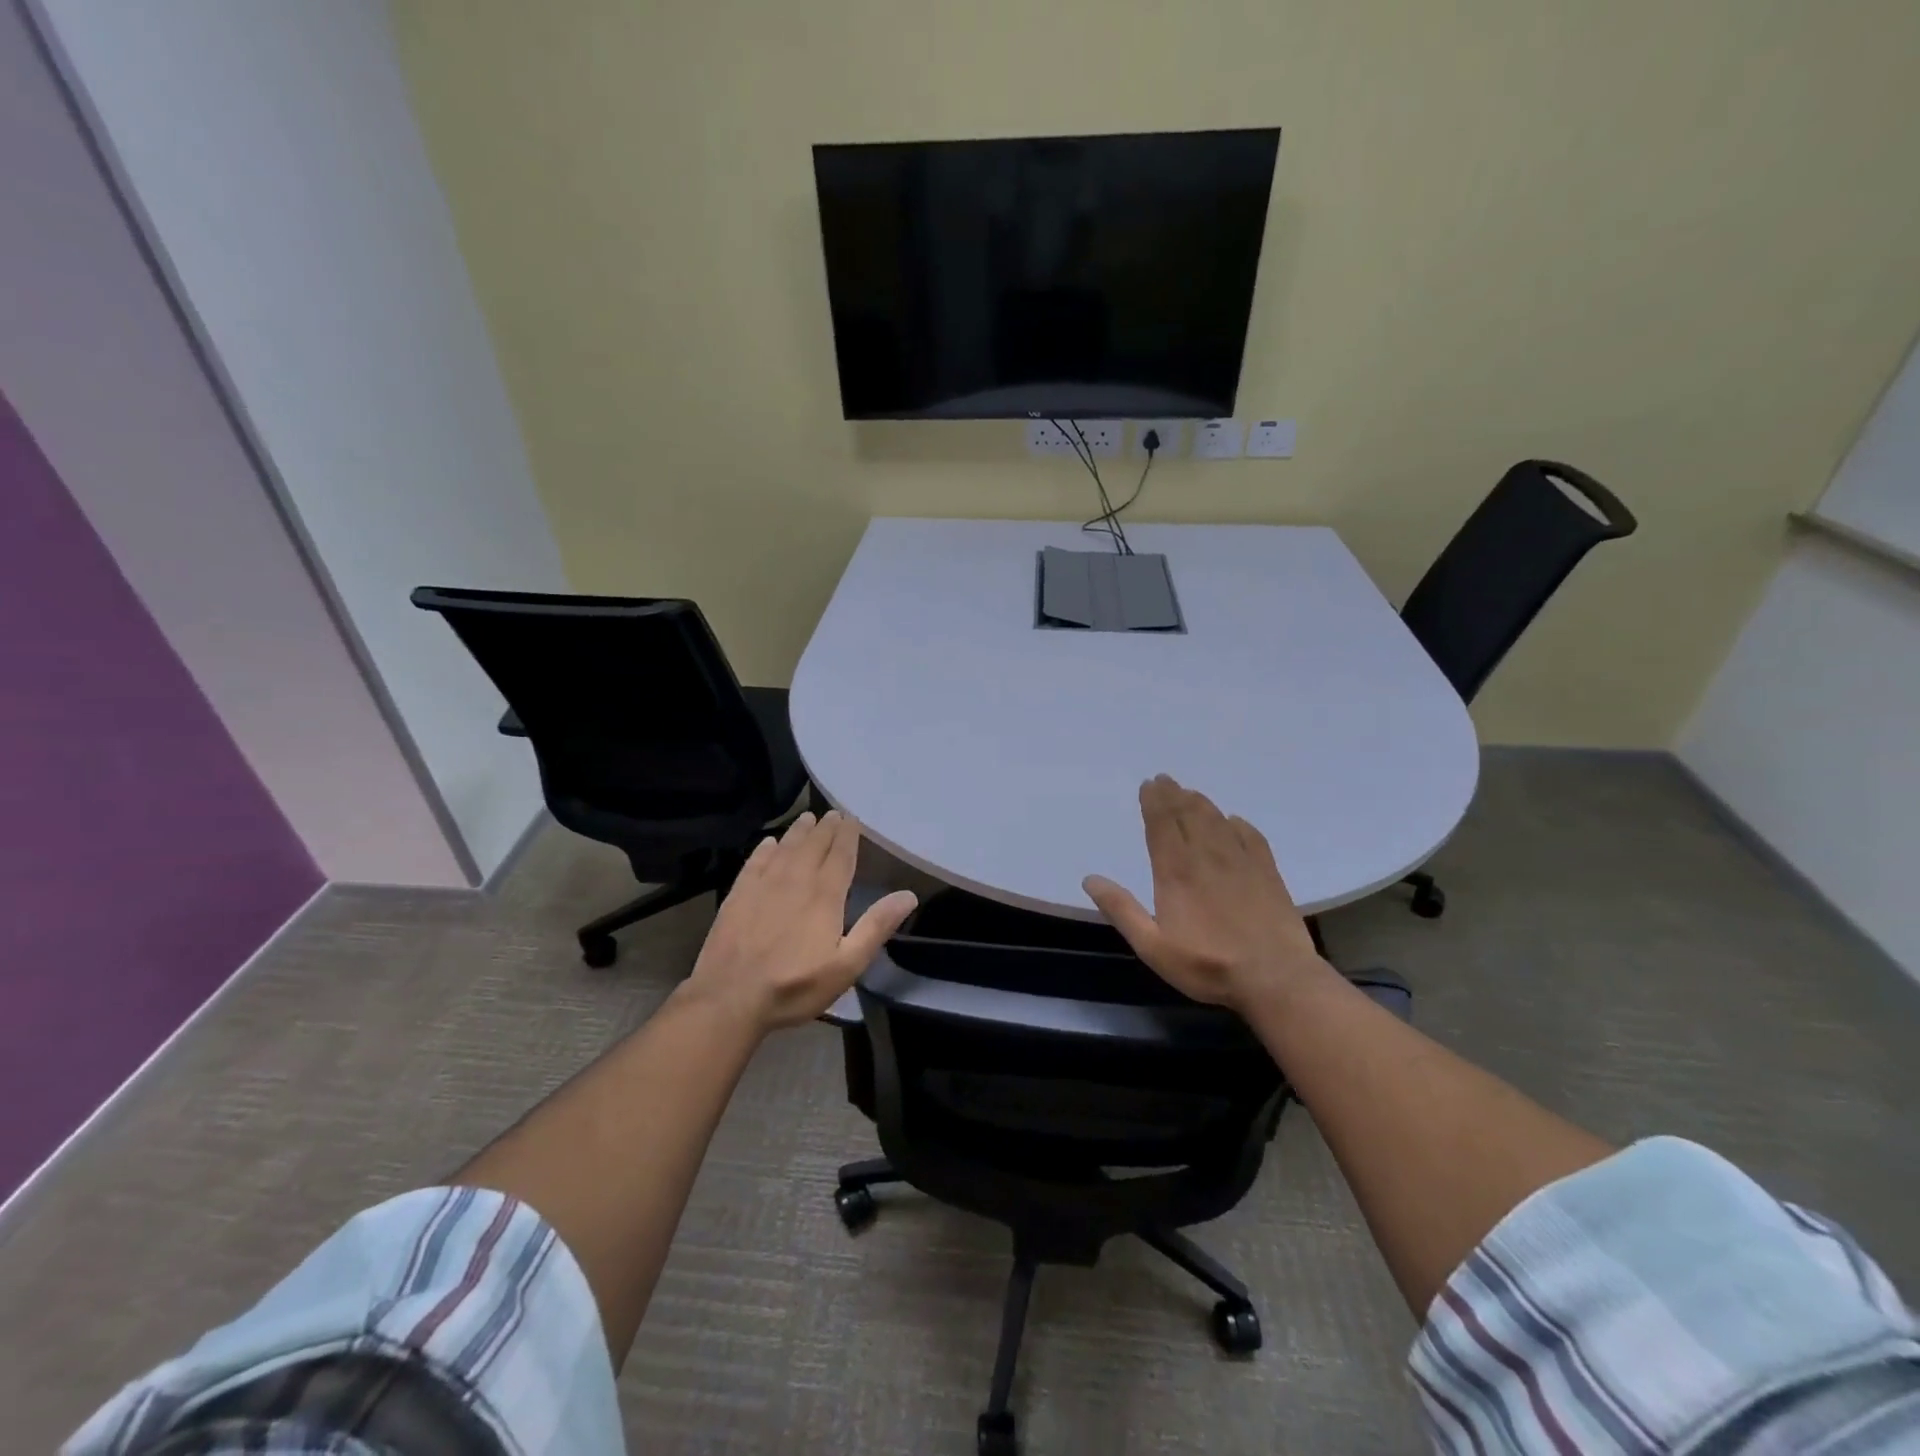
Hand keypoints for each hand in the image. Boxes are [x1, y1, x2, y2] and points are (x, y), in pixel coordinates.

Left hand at [683, 811, 916, 1032]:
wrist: (730, 997)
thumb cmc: (795, 986)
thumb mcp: (846, 965)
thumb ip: (876, 927)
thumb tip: (908, 895)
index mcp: (824, 896)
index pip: (840, 856)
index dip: (848, 836)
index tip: (852, 819)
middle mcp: (795, 880)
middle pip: (813, 846)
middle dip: (826, 828)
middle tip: (833, 814)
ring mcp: (763, 885)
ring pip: (786, 848)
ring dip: (799, 832)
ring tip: (807, 818)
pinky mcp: (738, 895)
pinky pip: (755, 862)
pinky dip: (765, 849)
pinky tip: (769, 843)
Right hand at [1083, 775, 1323, 1011]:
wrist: (1276, 977)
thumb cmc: (1207, 964)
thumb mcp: (1153, 946)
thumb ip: (1122, 910)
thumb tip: (1090, 879)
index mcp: (1176, 870)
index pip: (1161, 824)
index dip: (1153, 801)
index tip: (1148, 784)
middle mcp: (1207, 856)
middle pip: (1187, 814)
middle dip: (1173, 794)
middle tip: (1164, 779)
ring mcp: (1241, 861)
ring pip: (1216, 819)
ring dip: (1200, 802)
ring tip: (1189, 794)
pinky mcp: (1267, 872)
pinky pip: (1250, 835)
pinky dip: (1237, 823)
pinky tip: (1233, 821)